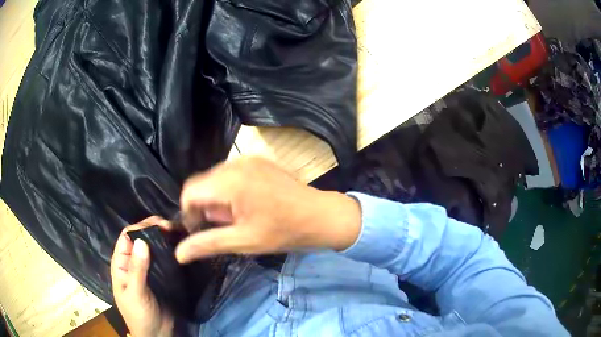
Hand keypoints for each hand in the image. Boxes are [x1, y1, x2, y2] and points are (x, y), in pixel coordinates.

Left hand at [110, 217, 173, 336]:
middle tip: (173, 226)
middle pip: (142, 239)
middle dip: (155, 229)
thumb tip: (142, 240)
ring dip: (164, 238)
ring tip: (180, 232)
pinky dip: (171, 251)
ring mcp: (148, 269)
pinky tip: (181, 246)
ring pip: (154, 248)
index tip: (160, 223)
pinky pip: (164, 260)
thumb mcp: (135, 293)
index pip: (127, 237)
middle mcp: (134, 262)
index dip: (141, 227)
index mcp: (121, 263)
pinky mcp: (161, 277)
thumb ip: (137, 269)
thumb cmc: (139, 315)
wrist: (156, 334)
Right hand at [175, 157, 361, 262]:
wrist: (321, 216)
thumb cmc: (283, 231)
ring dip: (216, 198)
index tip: (199, 231)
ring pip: (215, 178)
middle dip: (203, 206)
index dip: (188, 213)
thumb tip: (178, 253)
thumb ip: (207, 244)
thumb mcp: (243, 242)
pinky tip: (245, 205)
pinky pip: (230, 173)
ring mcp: (248, 159)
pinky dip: (228, 189)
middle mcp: (236, 163)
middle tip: (220, 227)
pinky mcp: (258, 161)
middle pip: (201, 183)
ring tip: (234, 218)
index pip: (189, 191)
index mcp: (229, 181)